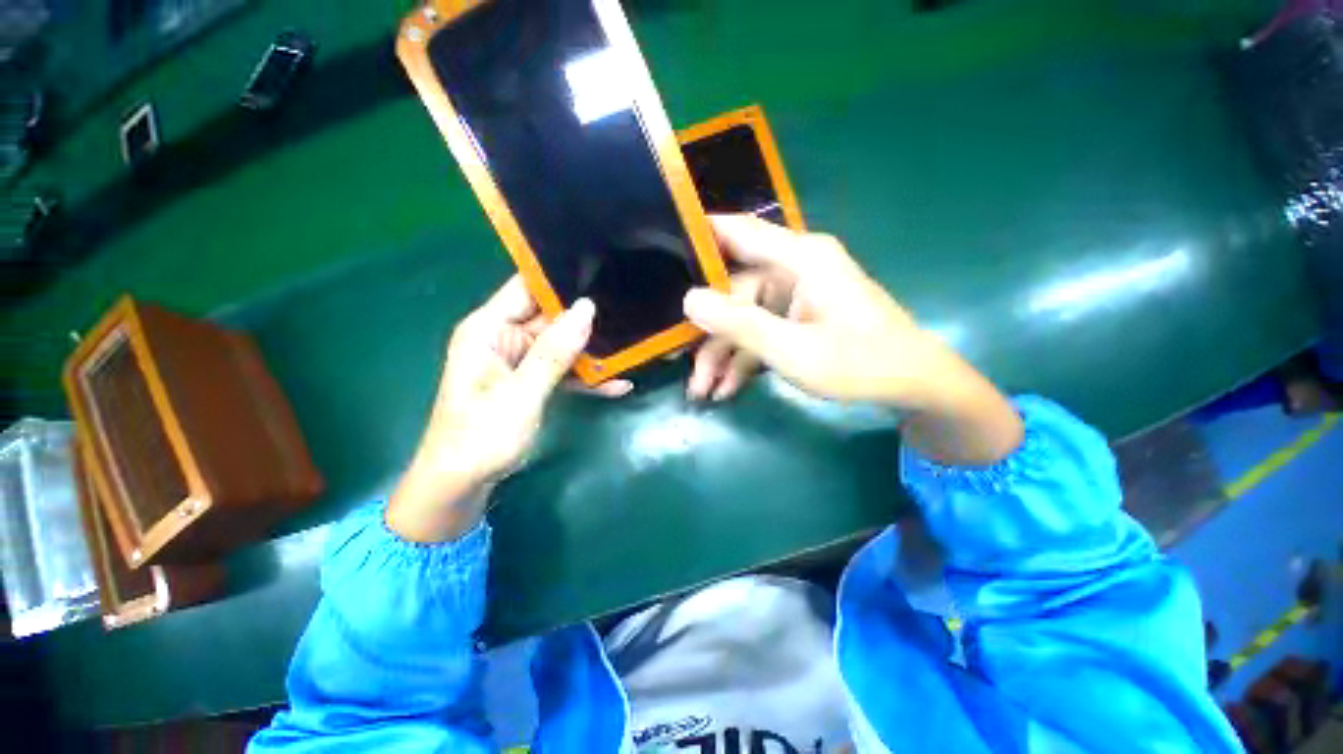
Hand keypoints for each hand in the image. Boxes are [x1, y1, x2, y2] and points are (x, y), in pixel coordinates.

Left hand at [387, 277, 626, 542]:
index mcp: (489, 329)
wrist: (463, 485)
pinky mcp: (533, 382)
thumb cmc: (481, 437)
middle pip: (552, 318)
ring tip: (631, 349)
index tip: (601, 272)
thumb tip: (587, 308)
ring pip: (563, 346)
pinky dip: (587, 379)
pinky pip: (564, 371)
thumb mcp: (521, 393)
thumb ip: (554, 352)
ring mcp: (522, 362)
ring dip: (593, 353)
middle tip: (629, 310)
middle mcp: (505, 339)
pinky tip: (618, 384)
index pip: (526, 288)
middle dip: (587, 318)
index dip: (560, 278)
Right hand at [683, 215, 1021, 463]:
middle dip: (710, 336)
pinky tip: (728, 388)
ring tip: (705, 392)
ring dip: (723, 355)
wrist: (912, 386)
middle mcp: (794, 270)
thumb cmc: (860, 364)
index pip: (738, 232)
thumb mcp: (793, 350)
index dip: (699, 235)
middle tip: (689, 373)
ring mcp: (796, 297)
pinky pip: (761, 332)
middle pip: (734, 294)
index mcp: (799, 259)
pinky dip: (744, 359)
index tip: (661, 247)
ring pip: (743, 319)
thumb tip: (689, 300)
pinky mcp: (798, 319)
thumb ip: (740, 324)